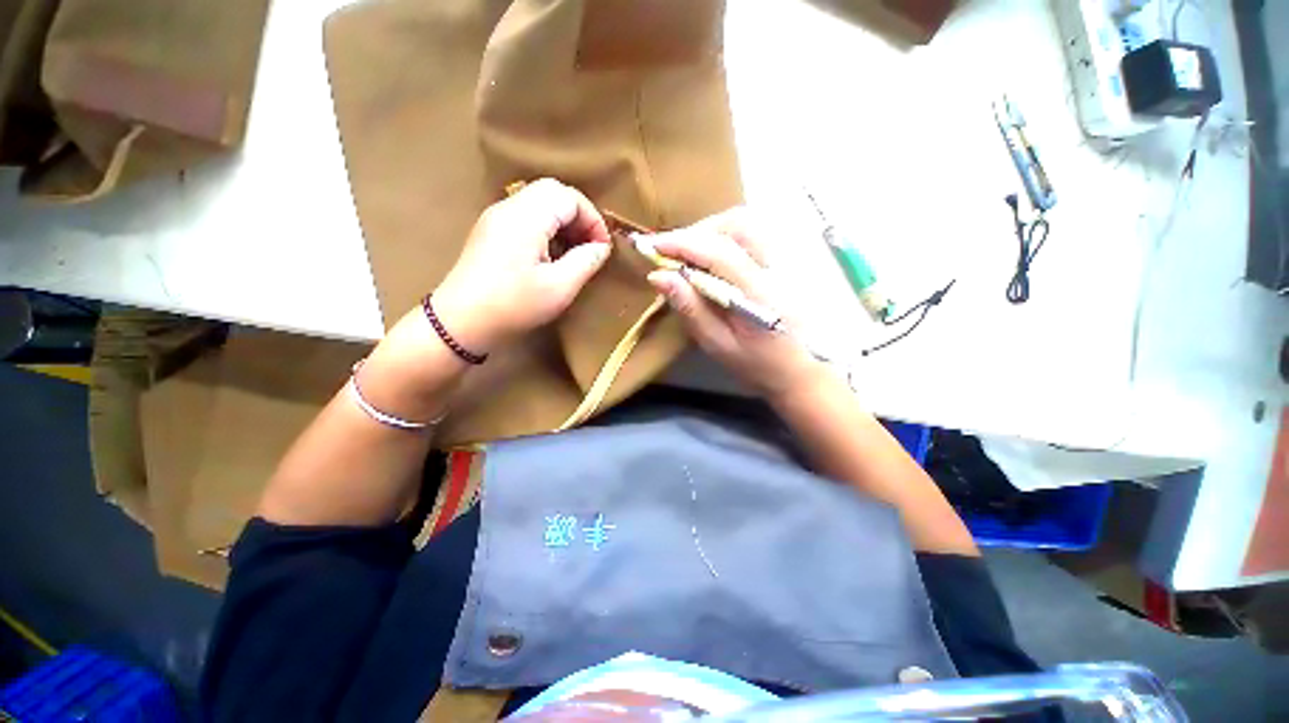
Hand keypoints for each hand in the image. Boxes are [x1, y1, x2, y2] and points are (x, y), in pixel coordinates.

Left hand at [432, 179, 612, 352]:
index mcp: (526, 216)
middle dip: (579, 217)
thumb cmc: (514, 304)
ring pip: (539, 203)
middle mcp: (509, 208)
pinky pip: (526, 217)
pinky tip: (551, 256)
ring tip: (574, 253)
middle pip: (553, 193)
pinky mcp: (490, 232)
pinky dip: (547, 229)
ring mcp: (496, 218)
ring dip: (563, 223)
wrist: (460, 322)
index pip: (569, 197)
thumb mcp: (559, 287)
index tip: (602, 249)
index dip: (592, 219)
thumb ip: (585, 261)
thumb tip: (601, 248)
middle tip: (590, 246)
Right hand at [644, 209, 826, 398]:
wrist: (799, 369)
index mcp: (760, 294)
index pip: (719, 253)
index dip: (682, 243)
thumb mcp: (717, 345)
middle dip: (698, 231)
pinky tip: (714, 254)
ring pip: (747, 223)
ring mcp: (787, 259)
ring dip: (712, 230)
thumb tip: (658, 276)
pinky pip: (754, 232)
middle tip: (673, 251)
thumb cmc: (756, 364)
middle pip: (737, 225)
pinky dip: (727, 235)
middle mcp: (778, 267)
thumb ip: (691, 309)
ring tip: (691, 252)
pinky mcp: (787, 259)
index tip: (651, 245)